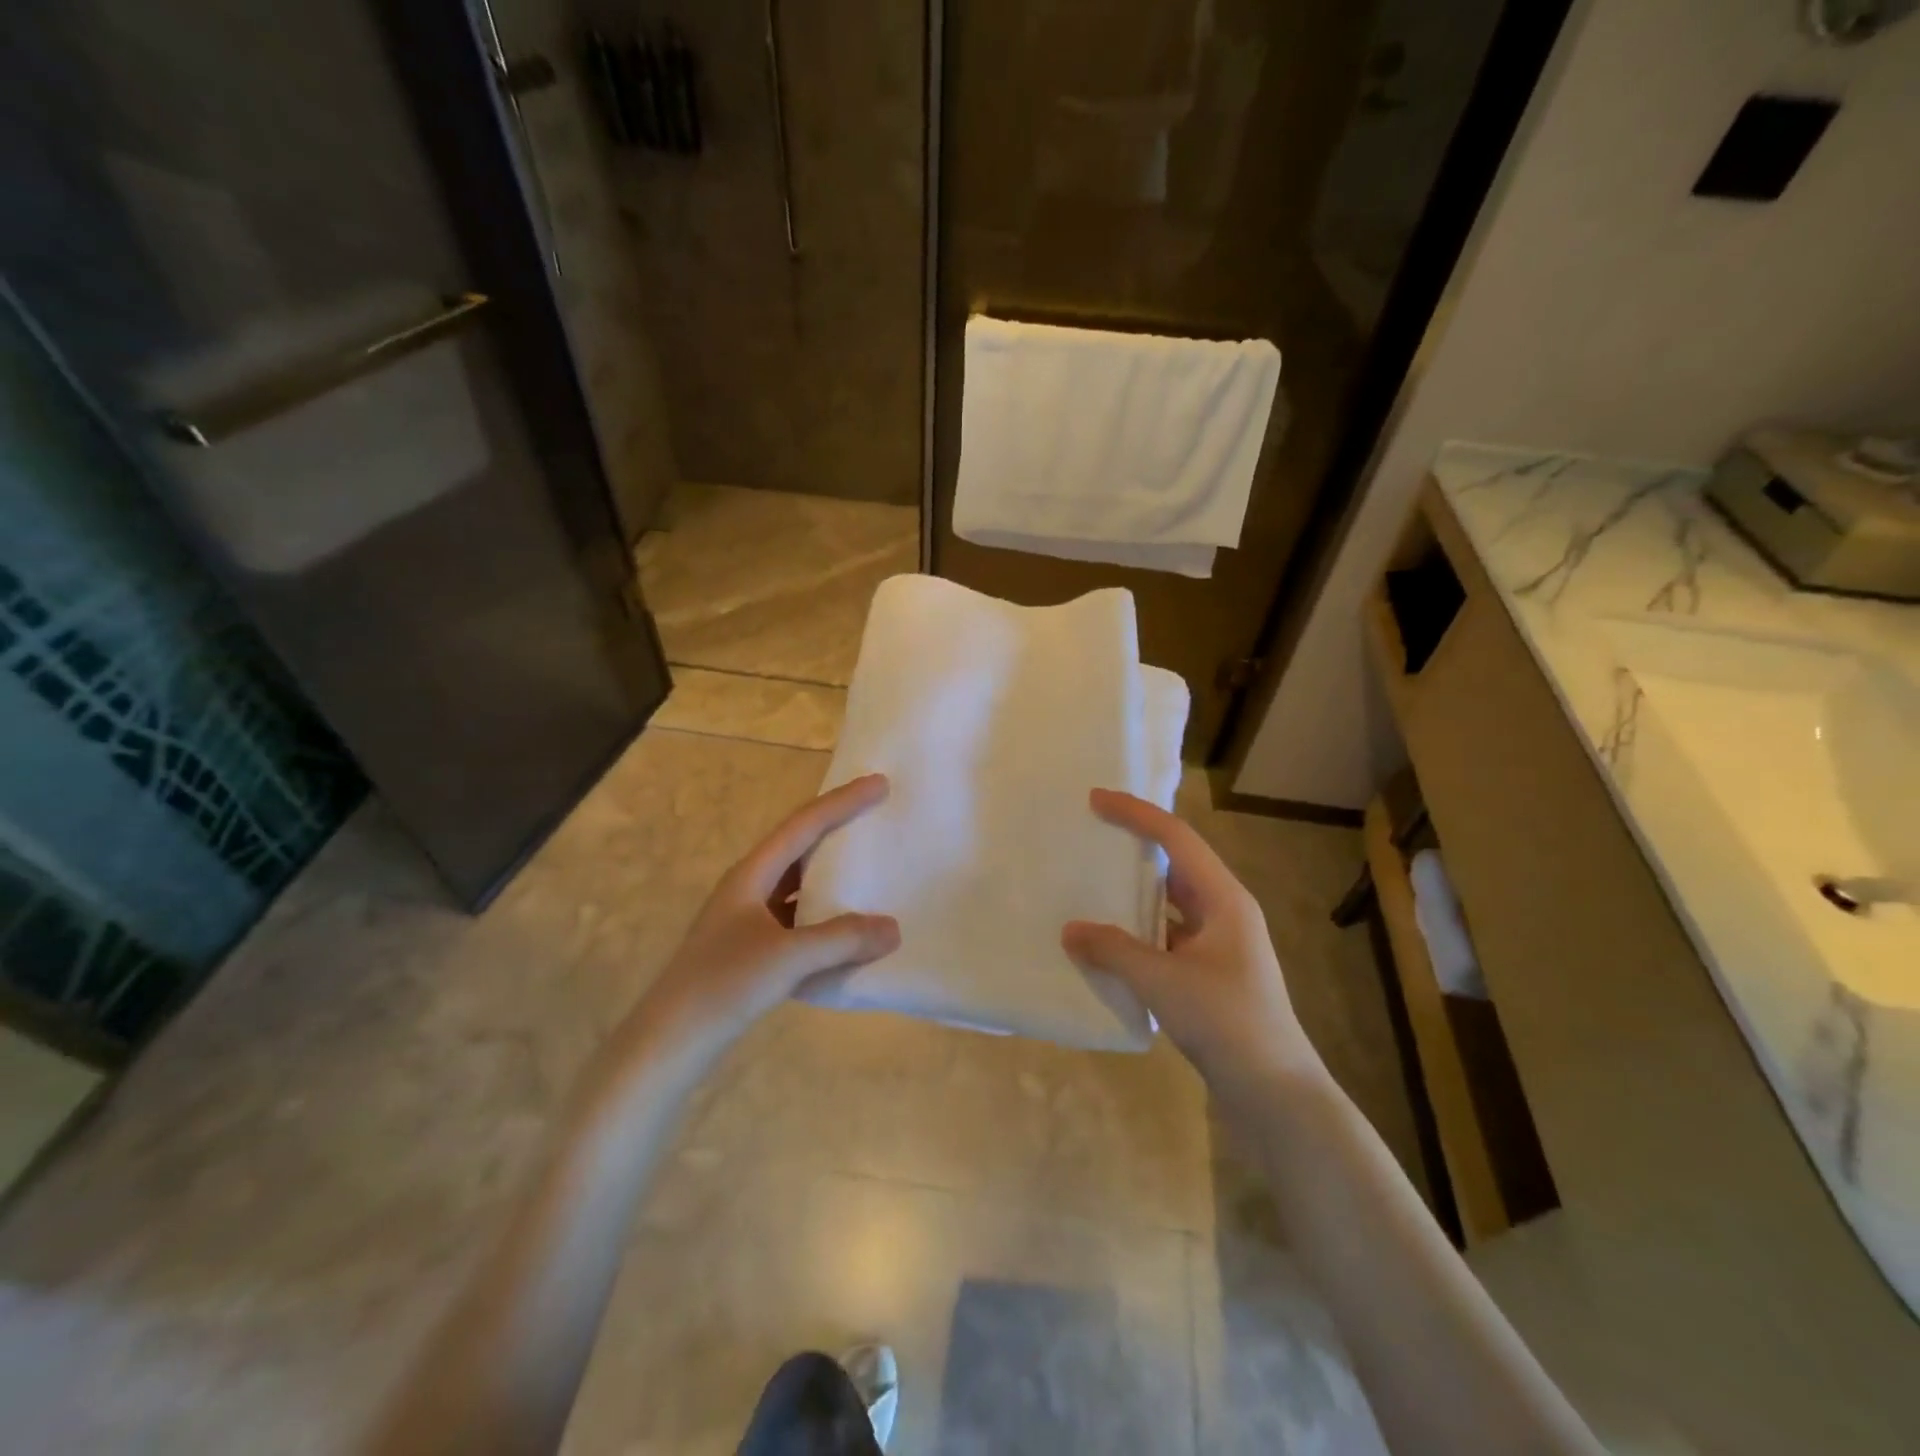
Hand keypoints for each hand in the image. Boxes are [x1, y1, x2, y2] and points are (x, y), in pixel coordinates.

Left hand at [631, 774, 899, 1053]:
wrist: (669, 1042)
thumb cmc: (723, 985)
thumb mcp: (787, 957)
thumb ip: (842, 939)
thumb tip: (894, 929)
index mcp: (751, 875)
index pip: (804, 826)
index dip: (842, 802)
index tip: (879, 784)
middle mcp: (749, 889)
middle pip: (799, 847)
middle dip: (837, 829)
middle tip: (876, 816)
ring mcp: (748, 920)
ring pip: (799, 885)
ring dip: (832, 875)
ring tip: (869, 868)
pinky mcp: (751, 950)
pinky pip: (797, 920)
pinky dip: (825, 918)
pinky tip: (847, 931)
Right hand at [1062, 789, 1324, 1095]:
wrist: (1276, 1094)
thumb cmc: (1227, 1022)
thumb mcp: (1163, 981)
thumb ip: (1113, 950)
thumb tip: (1069, 930)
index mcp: (1224, 899)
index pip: (1176, 838)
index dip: (1136, 814)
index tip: (1096, 800)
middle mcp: (1224, 913)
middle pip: (1174, 866)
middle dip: (1134, 849)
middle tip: (1090, 837)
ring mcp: (1218, 946)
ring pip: (1169, 905)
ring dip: (1132, 896)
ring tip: (1089, 886)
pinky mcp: (1209, 976)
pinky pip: (1166, 939)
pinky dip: (1136, 935)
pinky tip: (1106, 945)